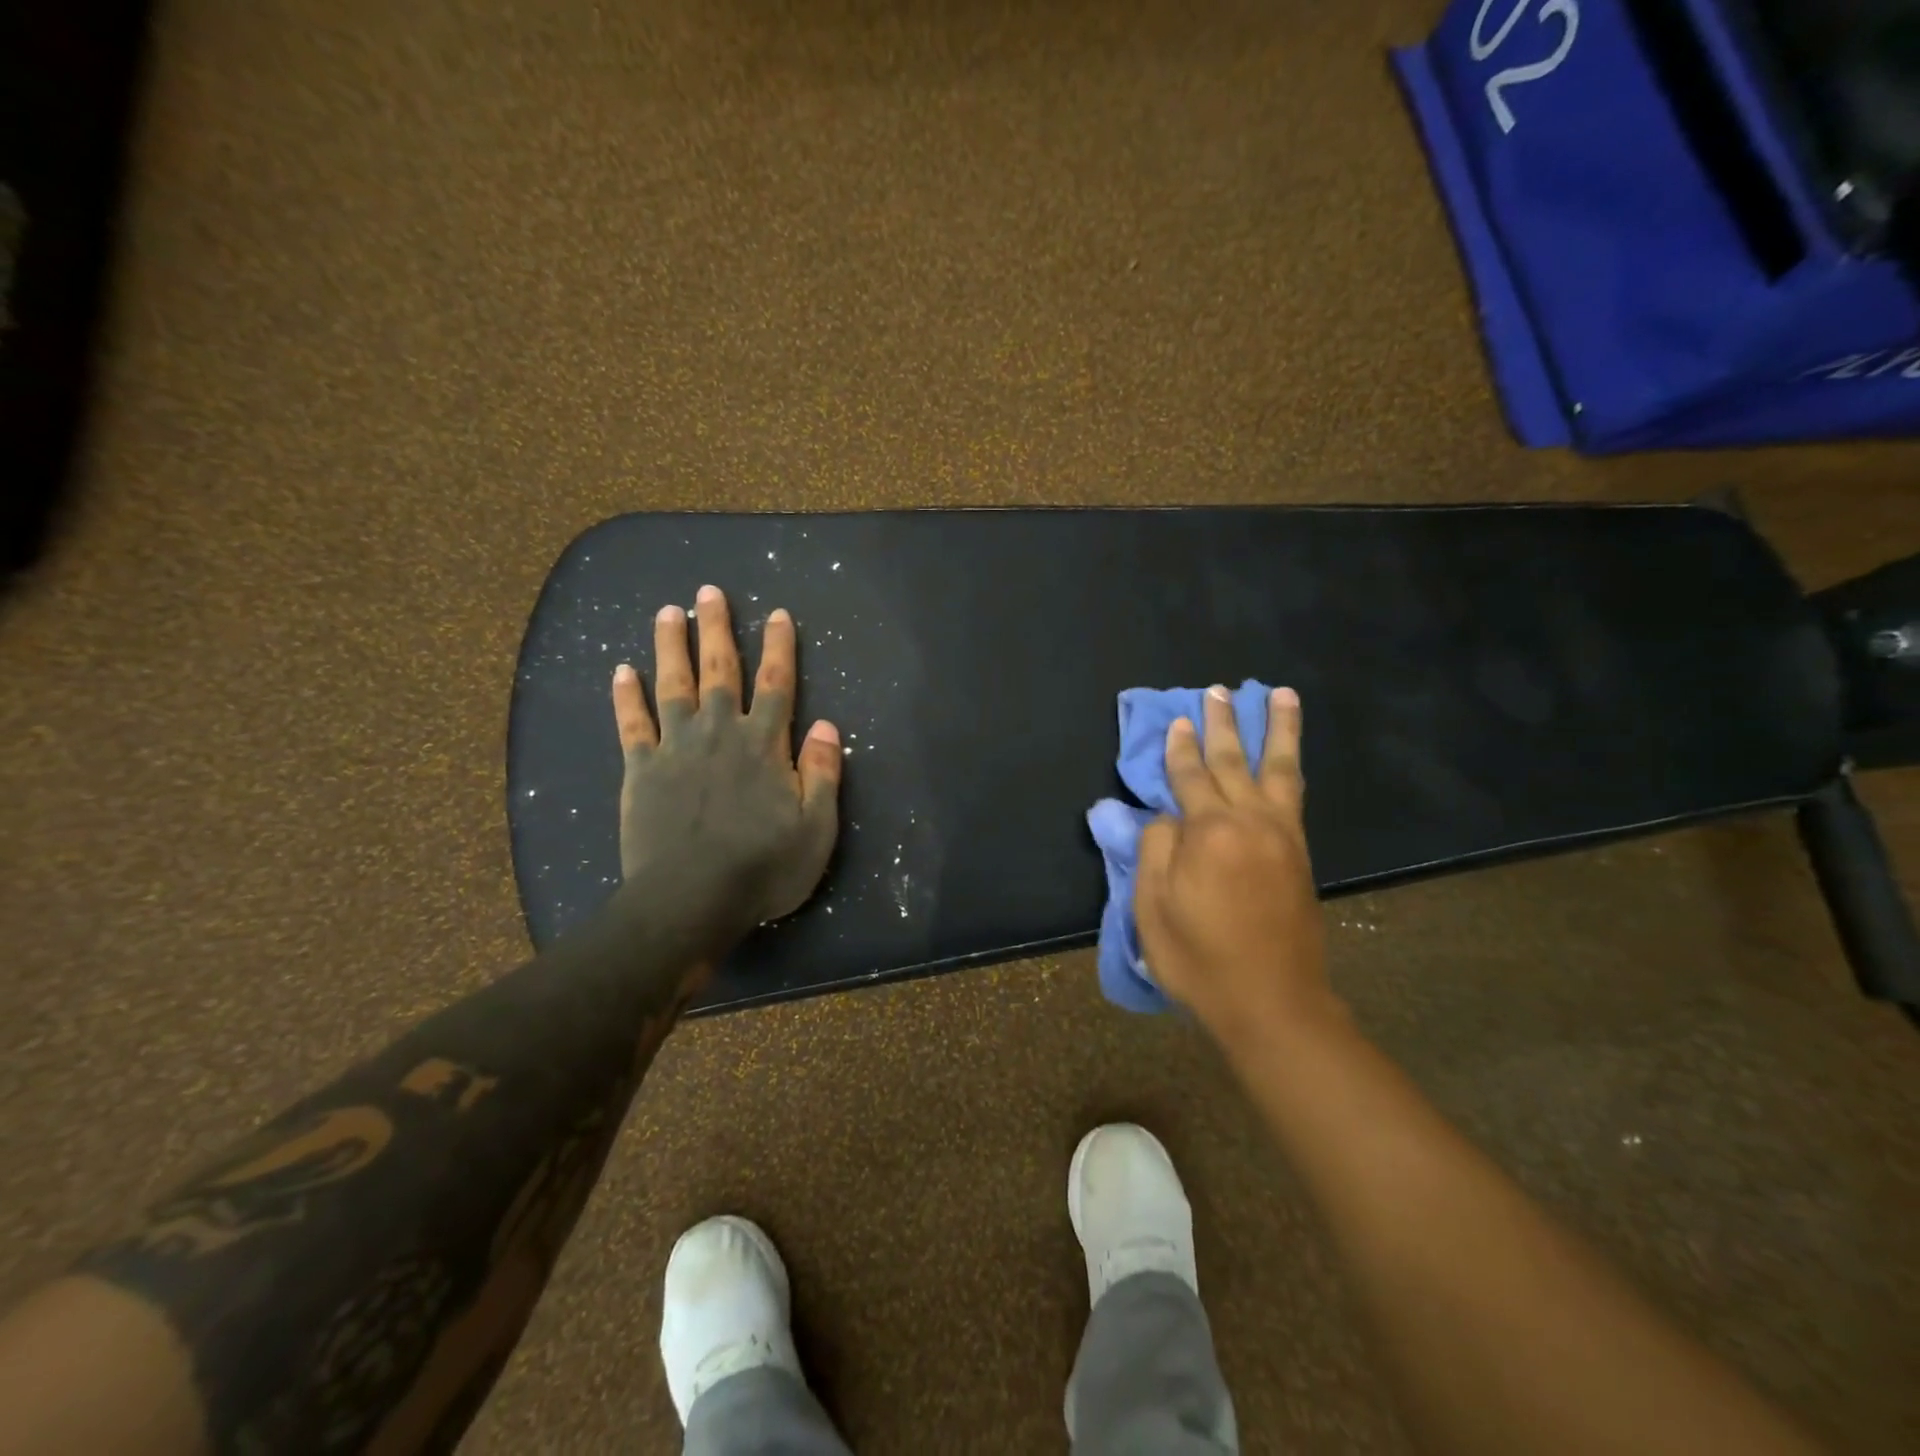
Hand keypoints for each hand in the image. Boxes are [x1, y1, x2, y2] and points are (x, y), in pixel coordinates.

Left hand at [609, 585, 841, 960]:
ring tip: (668, 612)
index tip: (778, 614)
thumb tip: (828, 726)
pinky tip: (621, 670)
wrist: (690, 901)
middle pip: (719, 671)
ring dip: (670, 646)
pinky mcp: (641, 770)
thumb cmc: (762, 869)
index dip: (779, 647)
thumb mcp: (815, 828)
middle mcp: (719, 733)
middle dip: (717, 629)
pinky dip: (627, 696)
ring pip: (672, 685)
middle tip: (709, 591)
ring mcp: (676, 749)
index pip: (777, 684)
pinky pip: (632, 725)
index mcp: (764, 745)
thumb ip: (823, 773)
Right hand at [1133, 685, 1337, 1046]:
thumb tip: (1167, 818)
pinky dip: (1291, 766)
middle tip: (1218, 691)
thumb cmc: (1199, 958)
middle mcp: (1250, 822)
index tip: (1176, 721)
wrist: (1272, 1002)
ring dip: (1277, 729)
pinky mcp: (1300, 853)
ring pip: (1278, 768)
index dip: (1179, 749)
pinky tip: (1289, 756)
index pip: (1188, 778)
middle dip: (1223, 725)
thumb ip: (1155, 850)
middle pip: (1233, 761)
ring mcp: (1282, 835)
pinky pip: (1295, 794)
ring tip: (1281, 695)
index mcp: (1208, 832)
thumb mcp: (1153, 908)